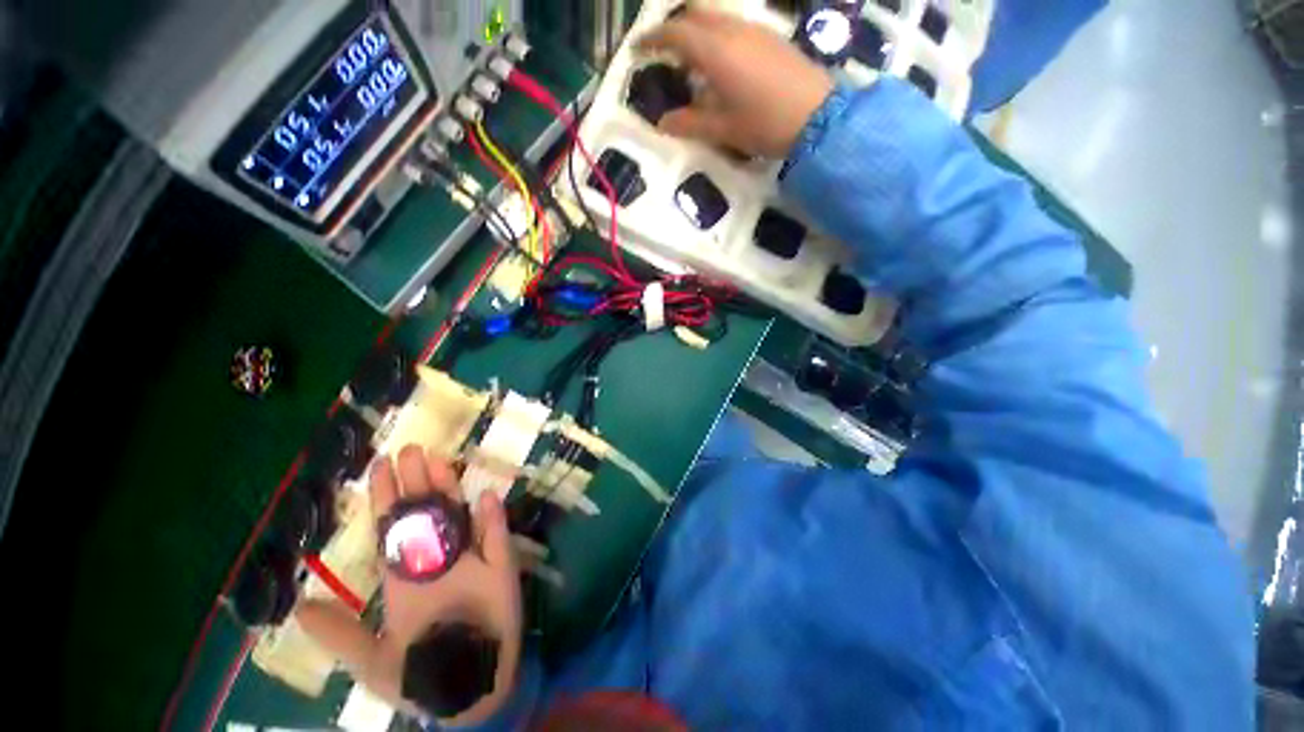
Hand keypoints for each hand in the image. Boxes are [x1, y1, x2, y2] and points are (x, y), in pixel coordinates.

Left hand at [296, 446, 521, 725]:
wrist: (470, 692)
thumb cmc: (420, 677)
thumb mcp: (372, 661)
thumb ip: (340, 634)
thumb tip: (299, 604)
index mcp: (405, 579)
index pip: (393, 530)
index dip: (387, 499)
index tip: (381, 467)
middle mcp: (436, 562)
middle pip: (426, 515)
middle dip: (416, 483)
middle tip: (409, 449)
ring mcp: (470, 562)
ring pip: (459, 517)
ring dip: (450, 491)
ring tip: (439, 461)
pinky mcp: (499, 570)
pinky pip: (497, 540)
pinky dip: (494, 520)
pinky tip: (486, 499)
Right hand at [637, 5, 834, 158]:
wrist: (818, 117)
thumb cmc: (765, 124)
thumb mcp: (723, 129)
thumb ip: (690, 123)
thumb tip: (663, 122)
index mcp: (716, 51)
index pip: (676, 33)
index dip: (653, 39)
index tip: (638, 50)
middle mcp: (733, 30)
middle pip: (696, 14)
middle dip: (675, 28)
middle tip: (664, 52)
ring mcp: (755, 30)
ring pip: (717, 17)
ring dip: (698, 31)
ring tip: (691, 62)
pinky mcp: (771, 38)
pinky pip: (735, 26)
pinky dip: (718, 37)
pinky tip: (721, 64)